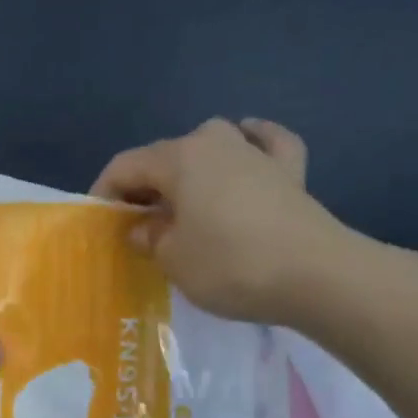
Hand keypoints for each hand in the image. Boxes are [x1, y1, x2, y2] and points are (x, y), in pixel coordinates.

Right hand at [91, 118, 369, 325]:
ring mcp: (257, 153)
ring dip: (191, 165)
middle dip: (145, 186)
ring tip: (182, 195)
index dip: (105, 193)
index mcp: (179, 159)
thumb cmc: (231, 264)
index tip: (99, 224)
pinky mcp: (291, 172)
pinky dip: (254, 142)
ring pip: (212, 143)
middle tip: (138, 223)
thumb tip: (144, 227)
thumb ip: (150, 237)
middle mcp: (215, 142)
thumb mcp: (173, 259)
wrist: (318, 276)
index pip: (125, 166)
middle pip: (165, 155)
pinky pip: (266, 144)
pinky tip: (249, 141)